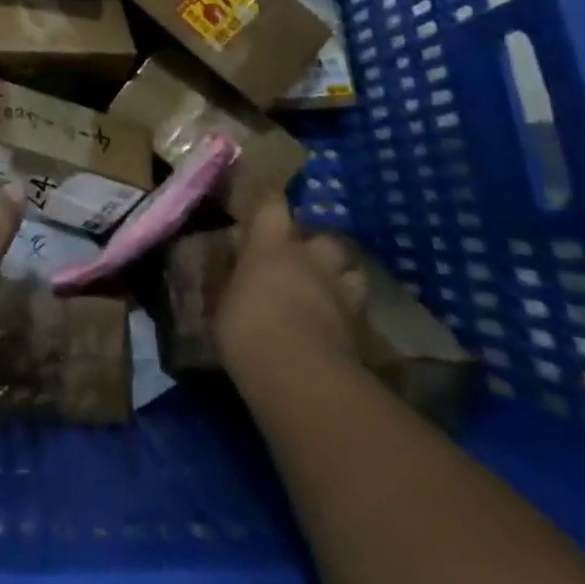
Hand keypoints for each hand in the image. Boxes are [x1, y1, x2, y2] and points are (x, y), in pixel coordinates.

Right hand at [215, 196, 366, 374]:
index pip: (274, 206)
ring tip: (330, 292)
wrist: (300, 377)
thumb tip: (229, 273)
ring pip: (353, 272)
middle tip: (304, 261)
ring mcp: (341, 293)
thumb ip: (232, 284)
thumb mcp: (223, 305)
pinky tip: (338, 329)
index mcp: (271, 246)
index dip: (271, 209)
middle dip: (318, 246)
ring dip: (342, 278)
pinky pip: (358, 313)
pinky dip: (350, 317)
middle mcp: (310, 260)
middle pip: (326, 238)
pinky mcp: (361, 330)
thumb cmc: (248, 330)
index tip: (264, 216)